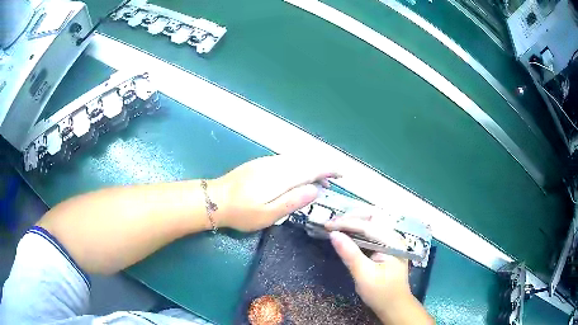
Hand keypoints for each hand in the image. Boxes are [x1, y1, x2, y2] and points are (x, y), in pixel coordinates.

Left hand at [211, 155, 339, 231]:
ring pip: (297, 159)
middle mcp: (276, 164)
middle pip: (306, 160)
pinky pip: (287, 160)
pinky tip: (298, 176)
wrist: (215, 199)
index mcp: (280, 177)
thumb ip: (293, 201)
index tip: (341, 174)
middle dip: (322, 168)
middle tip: (332, 181)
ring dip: (311, 166)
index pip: (311, 168)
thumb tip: (316, 189)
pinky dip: (299, 166)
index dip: (329, 169)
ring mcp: (267, 162)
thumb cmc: (242, 213)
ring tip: (319, 180)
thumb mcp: (268, 215)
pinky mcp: (260, 163)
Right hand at [325, 211, 411, 315]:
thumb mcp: (364, 276)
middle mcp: (394, 237)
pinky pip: (371, 232)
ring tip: (335, 226)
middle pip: (373, 217)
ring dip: (354, 222)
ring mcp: (391, 241)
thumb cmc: (381, 293)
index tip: (326, 225)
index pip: (367, 226)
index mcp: (392, 242)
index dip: (346, 223)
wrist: (394, 306)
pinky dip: (357, 230)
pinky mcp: (386, 247)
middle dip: (351, 217)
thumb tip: (333, 234)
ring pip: (372, 222)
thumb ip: (350, 254)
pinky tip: (346, 234)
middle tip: (331, 223)